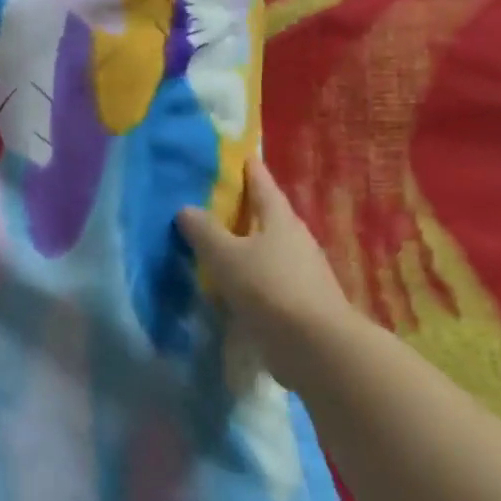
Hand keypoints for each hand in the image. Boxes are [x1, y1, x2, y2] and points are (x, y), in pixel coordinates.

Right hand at [177, 158, 355, 372]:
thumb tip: (186, 208)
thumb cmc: (268, 288)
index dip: (249, 170)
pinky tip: (235, 283)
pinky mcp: (301, 300)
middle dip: (247, 208)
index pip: (263, 185)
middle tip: (218, 202)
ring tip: (220, 244)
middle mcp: (296, 239)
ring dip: (249, 244)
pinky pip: (270, 277)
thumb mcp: (225, 256)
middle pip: (269, 216)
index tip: (240, 156)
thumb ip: (203, 231)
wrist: (314, 345)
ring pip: (270, 248)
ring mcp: (303, 271)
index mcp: (280, 220)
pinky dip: (252, 274)